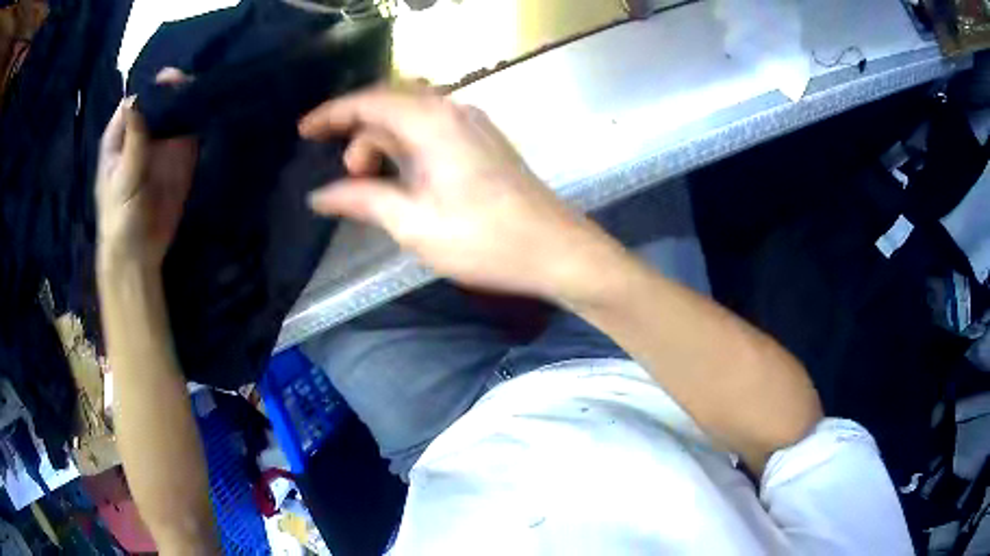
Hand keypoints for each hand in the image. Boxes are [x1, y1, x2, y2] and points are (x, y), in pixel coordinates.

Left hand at [96, 69, 196, 268]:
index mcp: (121, 135)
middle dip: (177, 89)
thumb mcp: (123, 178)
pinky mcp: (181, 158)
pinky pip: (192, 131)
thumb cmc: (120, 218)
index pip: (138, 99)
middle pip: (161, 101)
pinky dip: (201, 120)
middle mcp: (143, 133)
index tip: (172, 78)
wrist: (139, 254)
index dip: (153, 86)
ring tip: (208, 90)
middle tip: (194, 83)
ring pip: (178, 112)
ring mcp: (163, 144)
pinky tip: (212, 110)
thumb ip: (133, 140)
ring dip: (192, 101)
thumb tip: (138, 96)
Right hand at [300, 88, 618, 299]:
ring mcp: (472, 124)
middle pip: (389, 107)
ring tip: (374, 187)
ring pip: (410, 121)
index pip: (368, 102)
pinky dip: (406, 150)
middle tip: (347, 178)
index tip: (303, 131)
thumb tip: (320, 195)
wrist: (557, 250)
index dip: (331, 114)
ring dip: (383, 146)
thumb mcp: (413, 223)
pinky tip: (403, 180)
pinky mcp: (483, 142)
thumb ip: (362, 200)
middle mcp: (453, 110)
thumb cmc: (484, 239)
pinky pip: (431, 132)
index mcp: (431, 121)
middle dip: (358, 136)